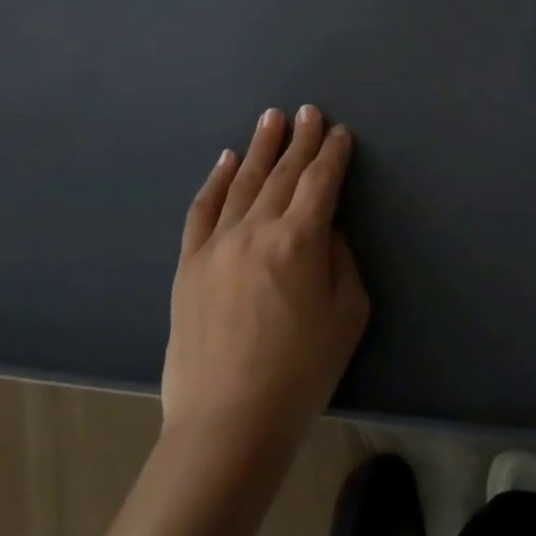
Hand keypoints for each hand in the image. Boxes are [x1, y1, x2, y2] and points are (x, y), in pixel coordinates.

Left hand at [162, 106, 368, 455]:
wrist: (226, 424)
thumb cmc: (300, 374)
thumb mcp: (347, 316)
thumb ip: (341, 261)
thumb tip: (324, 231)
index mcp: (300, 241)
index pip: (321, 182)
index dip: (332, 154)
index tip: (338, 132)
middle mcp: (256, 229)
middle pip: (283, 173)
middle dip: (300, 139)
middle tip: (308, 111)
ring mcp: (217, 244)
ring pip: (243, 182)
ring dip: (260, 147)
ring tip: (271, 119)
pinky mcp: (188, 264)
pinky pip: (203, 210)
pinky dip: (216, 180)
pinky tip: (226, 160)